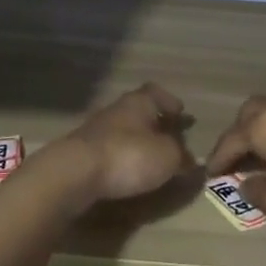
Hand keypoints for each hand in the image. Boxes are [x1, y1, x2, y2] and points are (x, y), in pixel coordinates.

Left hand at [50, 83, 193, 204]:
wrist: (75, 173)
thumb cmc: (129, 156)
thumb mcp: (167, 157)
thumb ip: (181, 156)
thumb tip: (189, 160)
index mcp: (139, 103)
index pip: (156, 93)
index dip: (169, 102)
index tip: (180, 112)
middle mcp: (116, 110)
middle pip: (138, 111)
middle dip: (154, 123)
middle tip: (169, 137)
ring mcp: (96, 131)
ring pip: (123, 130)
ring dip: (137, 141)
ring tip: (151, 158)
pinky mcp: (83, 153)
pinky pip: (110, 150)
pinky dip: (122, 158)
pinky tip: (128, 172)